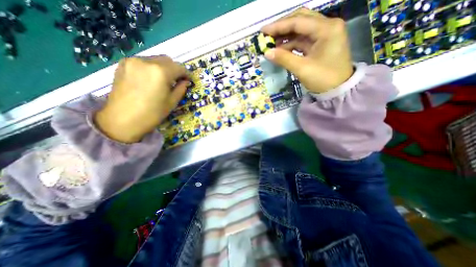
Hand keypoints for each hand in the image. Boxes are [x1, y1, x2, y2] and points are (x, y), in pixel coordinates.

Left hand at [94, 56, 187, 142]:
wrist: (122, 120)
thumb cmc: (152, 114)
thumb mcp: (172, 102)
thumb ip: (181, 89)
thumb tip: (185, 82)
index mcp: (160, 72)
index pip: (179, 67)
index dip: (186, 74)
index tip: (188, 80)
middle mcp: (146, 61)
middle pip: (167, 60)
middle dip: (175, 69)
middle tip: (177, 81)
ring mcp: (133, 61)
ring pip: (155, 60)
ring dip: (163, 68)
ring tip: (163, 81)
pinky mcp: (123, 64)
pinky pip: (144, 62)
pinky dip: (151, 68)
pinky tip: (151, 79)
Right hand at [259, 7, 351, 93]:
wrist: (338, 90)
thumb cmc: (323, 79)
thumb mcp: (302, 69)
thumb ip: (284, 59)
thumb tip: (266, 53)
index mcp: (327, 28)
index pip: (298, 21)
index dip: (278, 26)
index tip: (263, 31)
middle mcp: (327, 26)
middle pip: (300, 20)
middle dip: (282, 28)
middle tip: (267, 35)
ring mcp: (324, 34)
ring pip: (301, 30)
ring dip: (285, 37)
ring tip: (271, 44)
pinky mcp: (320, 44)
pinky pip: (302, 40)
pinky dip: (291, 45)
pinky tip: (281, 50)